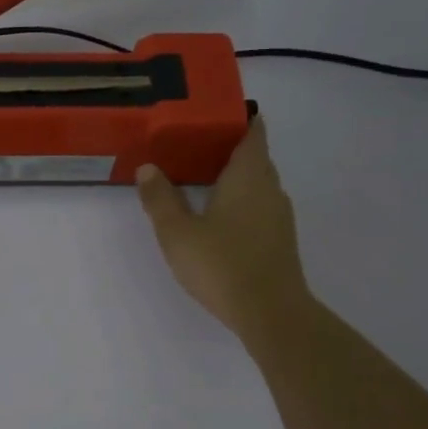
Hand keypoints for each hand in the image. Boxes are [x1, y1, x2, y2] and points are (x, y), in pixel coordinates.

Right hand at [136, 117, 310, 342]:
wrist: (270, 313)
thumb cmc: (221, 264)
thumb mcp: (177, 232)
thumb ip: (160, 199)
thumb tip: (147, 168)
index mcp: (248, 175)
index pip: (253, 132)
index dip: (238, 119)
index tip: (214, 115)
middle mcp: (270, 188)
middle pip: (255, 157)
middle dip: (230, 148)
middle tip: (193, 146)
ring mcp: (279, 215)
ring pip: (257, 184)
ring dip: (235, 177)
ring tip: (201, 179)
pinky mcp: (279, 240)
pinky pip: (259, 206)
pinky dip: (241, 202)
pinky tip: (218, 217)